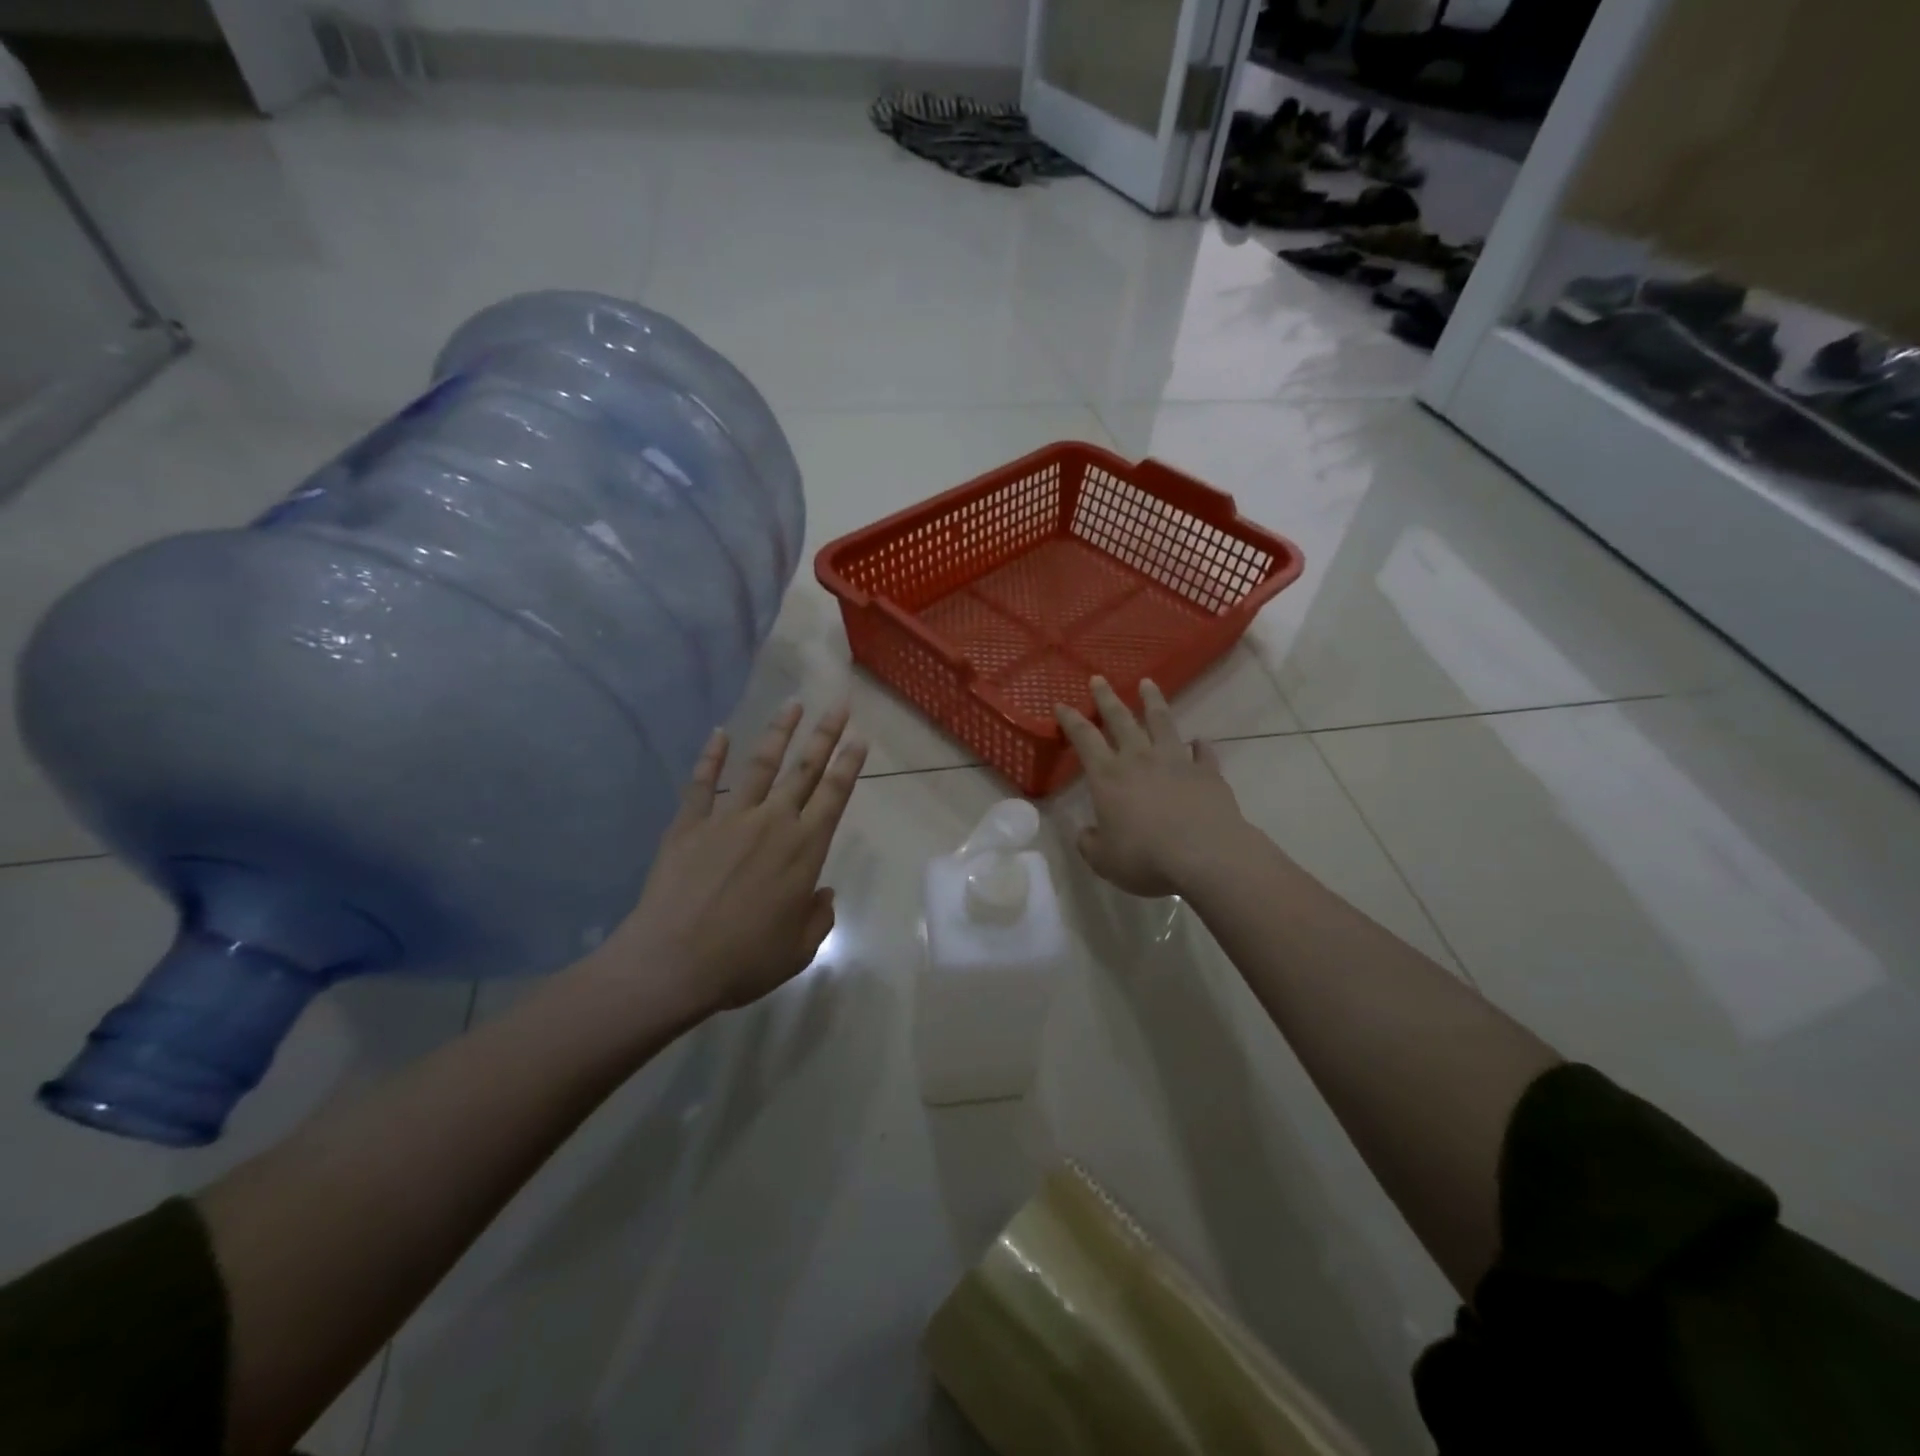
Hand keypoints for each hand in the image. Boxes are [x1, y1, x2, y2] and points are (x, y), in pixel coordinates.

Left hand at [595, 702, 866, 1017]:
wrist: (672, 963)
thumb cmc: (744, 961)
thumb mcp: (799, 950)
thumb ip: (818, 917)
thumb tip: (820, 893)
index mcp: (804, 850)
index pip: (834, 796)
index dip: (849, 765)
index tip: (860, 738)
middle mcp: (772, 823)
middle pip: (803, 770)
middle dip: (825, 735)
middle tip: (839, 705)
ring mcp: (728, 819)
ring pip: (759, 766)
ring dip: (778, 733)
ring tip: (792, 705)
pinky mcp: (689, 825)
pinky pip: (702, 784)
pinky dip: (711, 757)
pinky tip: (719, 733)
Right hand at [1054, 677, 1248, 898]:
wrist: (1206, 856)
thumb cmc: (1146, 857)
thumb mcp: (1104, 860)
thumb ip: (1090, 844)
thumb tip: (1087, 834)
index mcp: (1108, 776)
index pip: (1084, 739)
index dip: (1071, 720)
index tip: (1061, 704)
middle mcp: (1140, 759)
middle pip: (1121, 720)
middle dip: (1107, 698)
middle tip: (1099, 678)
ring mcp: (1176, 762)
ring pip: (1162, 723)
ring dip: (1153, 702)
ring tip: (1148, 683)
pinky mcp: (1207, 773)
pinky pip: (1203, 753)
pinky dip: (1200, 746)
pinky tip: (1200, 741)